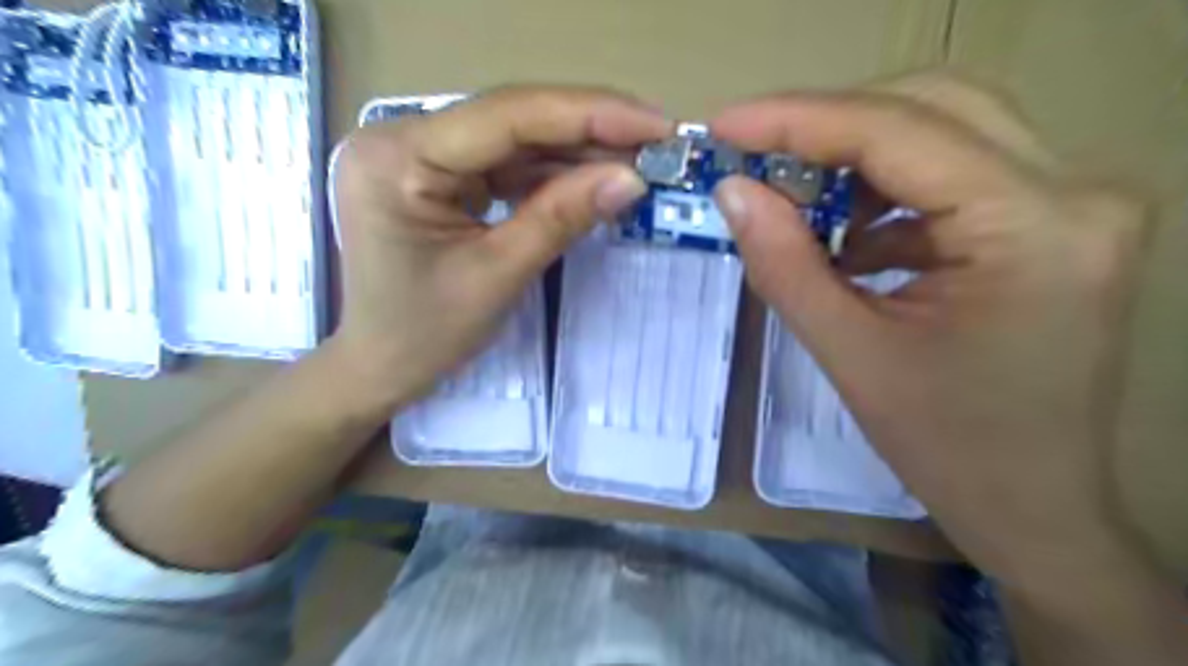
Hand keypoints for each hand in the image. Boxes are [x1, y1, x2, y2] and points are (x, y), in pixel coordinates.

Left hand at [329, 86, 670, 407]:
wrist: (382, 366)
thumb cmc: (425, 334)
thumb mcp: (498, 275)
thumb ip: (562, 218)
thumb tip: (631, 178)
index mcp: (397, 158)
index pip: (506, 117)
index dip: (588, 115)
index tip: (656, 124)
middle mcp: (401, 139)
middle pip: (512, 121)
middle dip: (589, 131)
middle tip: (657, 142)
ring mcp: (419, 156)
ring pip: (514, 141)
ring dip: (577, 152)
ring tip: (638, 160)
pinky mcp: (438, 176)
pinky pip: (504, 165)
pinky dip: (552, 174)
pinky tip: (595, 178)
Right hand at [708, 73, 1156, 593]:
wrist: (1034, 505)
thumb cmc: (946, 447)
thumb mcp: (850, 355)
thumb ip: (785, 264)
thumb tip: (732, 191)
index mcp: (1033, 229)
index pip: (898, 132)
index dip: (797, 120)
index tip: (724, 126)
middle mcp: (1074, 192)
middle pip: (930, 106)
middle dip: (827, 127)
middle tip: (754, 157)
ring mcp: (1072, 202)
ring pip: (943, 129)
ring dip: (856, 160)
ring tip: (797, 206)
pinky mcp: (1052, 220)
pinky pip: (954, 173)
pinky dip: (885, 193)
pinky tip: (848, 240)